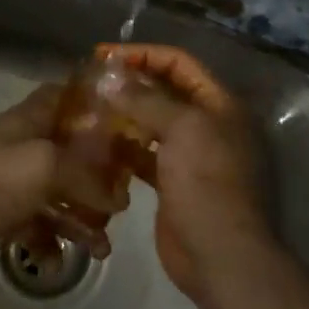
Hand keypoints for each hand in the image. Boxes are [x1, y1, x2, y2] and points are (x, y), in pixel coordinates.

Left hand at [0, 85, 127, 279]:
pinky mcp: (0, 215)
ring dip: (80, 218)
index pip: (63, 96)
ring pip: (56, 193)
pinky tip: (56, 261)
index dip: (92, 104)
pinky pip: (36, 225)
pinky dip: (50, 242)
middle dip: (97, 175)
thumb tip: (119, 198)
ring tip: (102, 248)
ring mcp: (9, 182)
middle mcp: (20, 146)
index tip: (124, 124)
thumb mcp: (47, 166)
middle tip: (121, 199)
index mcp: (28, 121)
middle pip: (68, 151)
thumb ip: (88, 176)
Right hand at [97, 43, 271, 301]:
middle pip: (165, 91)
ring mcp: (191, 155)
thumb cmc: (206, 182)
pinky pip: (145, 155)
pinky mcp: (173, 182)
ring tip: (89, 110)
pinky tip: (98, 145)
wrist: (220, 254)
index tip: (104, 55)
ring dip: (124, 116)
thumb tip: (112, 78)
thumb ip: (146, 100)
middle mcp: (208, 124)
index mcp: (219, 104)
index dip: (143, 54)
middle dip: (130, 84)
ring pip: (153, 124)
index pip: (179, 63)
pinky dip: (124, 148)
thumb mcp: (181, 130)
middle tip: (92, 81)